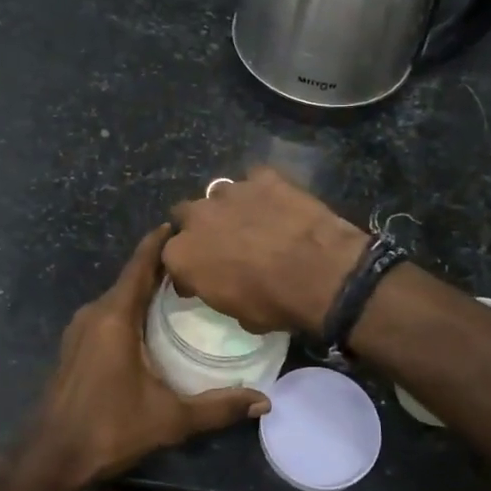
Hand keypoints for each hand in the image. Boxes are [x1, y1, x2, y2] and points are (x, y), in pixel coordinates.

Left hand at [28, 225, 269, 488]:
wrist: (51, 457)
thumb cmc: (109, 429)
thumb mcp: (169, 419)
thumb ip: (217, 407)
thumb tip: (263, 402)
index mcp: (115, 317)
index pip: (139, 265)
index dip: (159, 242)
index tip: (181, 224)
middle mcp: (94, 314)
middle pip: (130, 278)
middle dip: (160, 266)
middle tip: (198, 262)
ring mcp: (79, 330)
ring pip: (118, 297)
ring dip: (144, 289)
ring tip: (180, 288)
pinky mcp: (74, 346)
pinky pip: (107, 313)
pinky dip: (130, 308)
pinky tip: (150, 322)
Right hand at [165, 167, 367, 335]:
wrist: (319, 273)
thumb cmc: (273, 302)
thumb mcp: (236, 313)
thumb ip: (217, 291)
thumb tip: (223, 286)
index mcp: (183, 254)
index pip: (171, 257)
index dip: (186, 267)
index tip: (199, 278)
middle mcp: (198, 216)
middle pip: (185, 215)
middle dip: (198, 227)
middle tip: (221, 243)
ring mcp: (230, 191)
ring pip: (218, 194)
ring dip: (228, 207)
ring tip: (251, 222)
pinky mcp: (263, 177)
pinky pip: (255, 180)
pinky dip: (262, 191)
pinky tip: (277, 204)